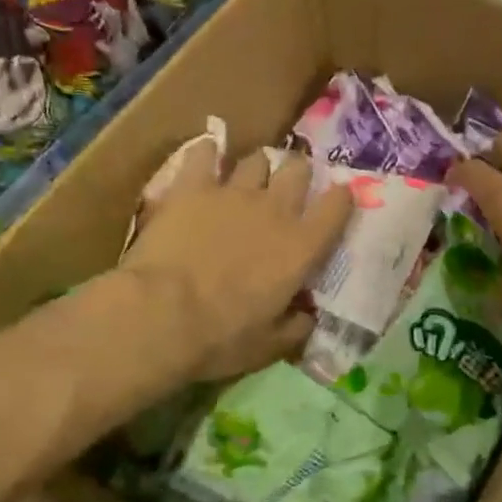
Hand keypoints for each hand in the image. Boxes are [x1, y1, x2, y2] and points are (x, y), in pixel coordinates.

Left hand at [116, 144, 353, 383]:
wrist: (161, 315)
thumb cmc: (221, 337)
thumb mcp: (269, 346)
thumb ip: (295, 327)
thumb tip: (307, 317)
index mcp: (301, 247)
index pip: (336, 207)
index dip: (340, 199)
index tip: (338, 200)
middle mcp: (275, 210)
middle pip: (297, 170)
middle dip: (297, 174)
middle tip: (288, 188)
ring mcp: (233, 192)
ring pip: (256, 159)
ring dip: (257, 168)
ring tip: (248, 178)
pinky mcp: (192, 186)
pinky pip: (205, 154)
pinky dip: (208, 154)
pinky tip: (206, 157)